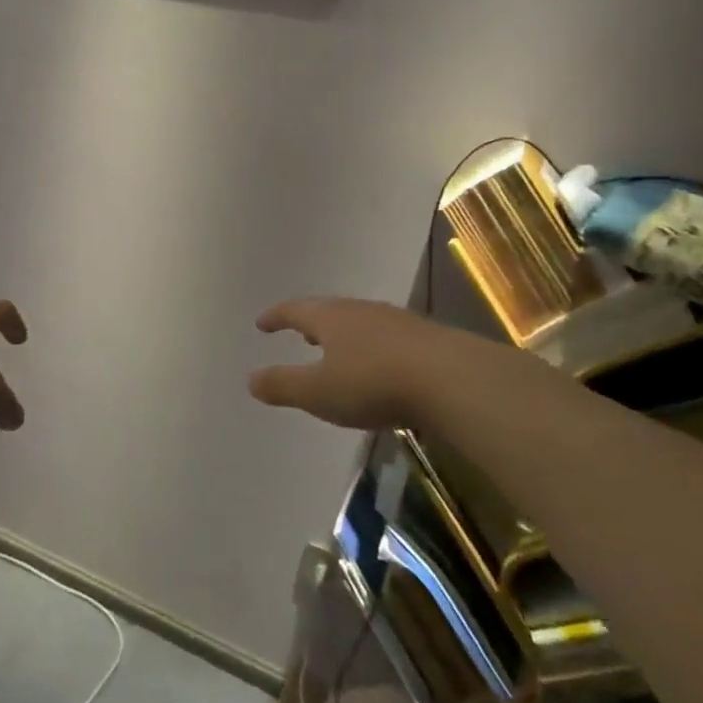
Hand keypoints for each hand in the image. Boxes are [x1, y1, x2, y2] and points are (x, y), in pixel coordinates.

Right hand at [250, 297, 520, 430]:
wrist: (451, 378)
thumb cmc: (373, 382)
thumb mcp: (319, 391)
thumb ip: (283, 385)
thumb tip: (250, 379)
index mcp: (330, 318)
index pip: (295, 310)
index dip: (276, 317)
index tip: (262, 323)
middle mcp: (360, 311)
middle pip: (329, 312)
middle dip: (312, 323)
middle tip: (300, 333)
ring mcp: (396, 322)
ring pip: (360, 323)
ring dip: (343, 335)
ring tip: (336, 348)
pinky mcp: (425, 338)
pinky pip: (386, 337)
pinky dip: (372, 347)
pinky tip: (379, 365)